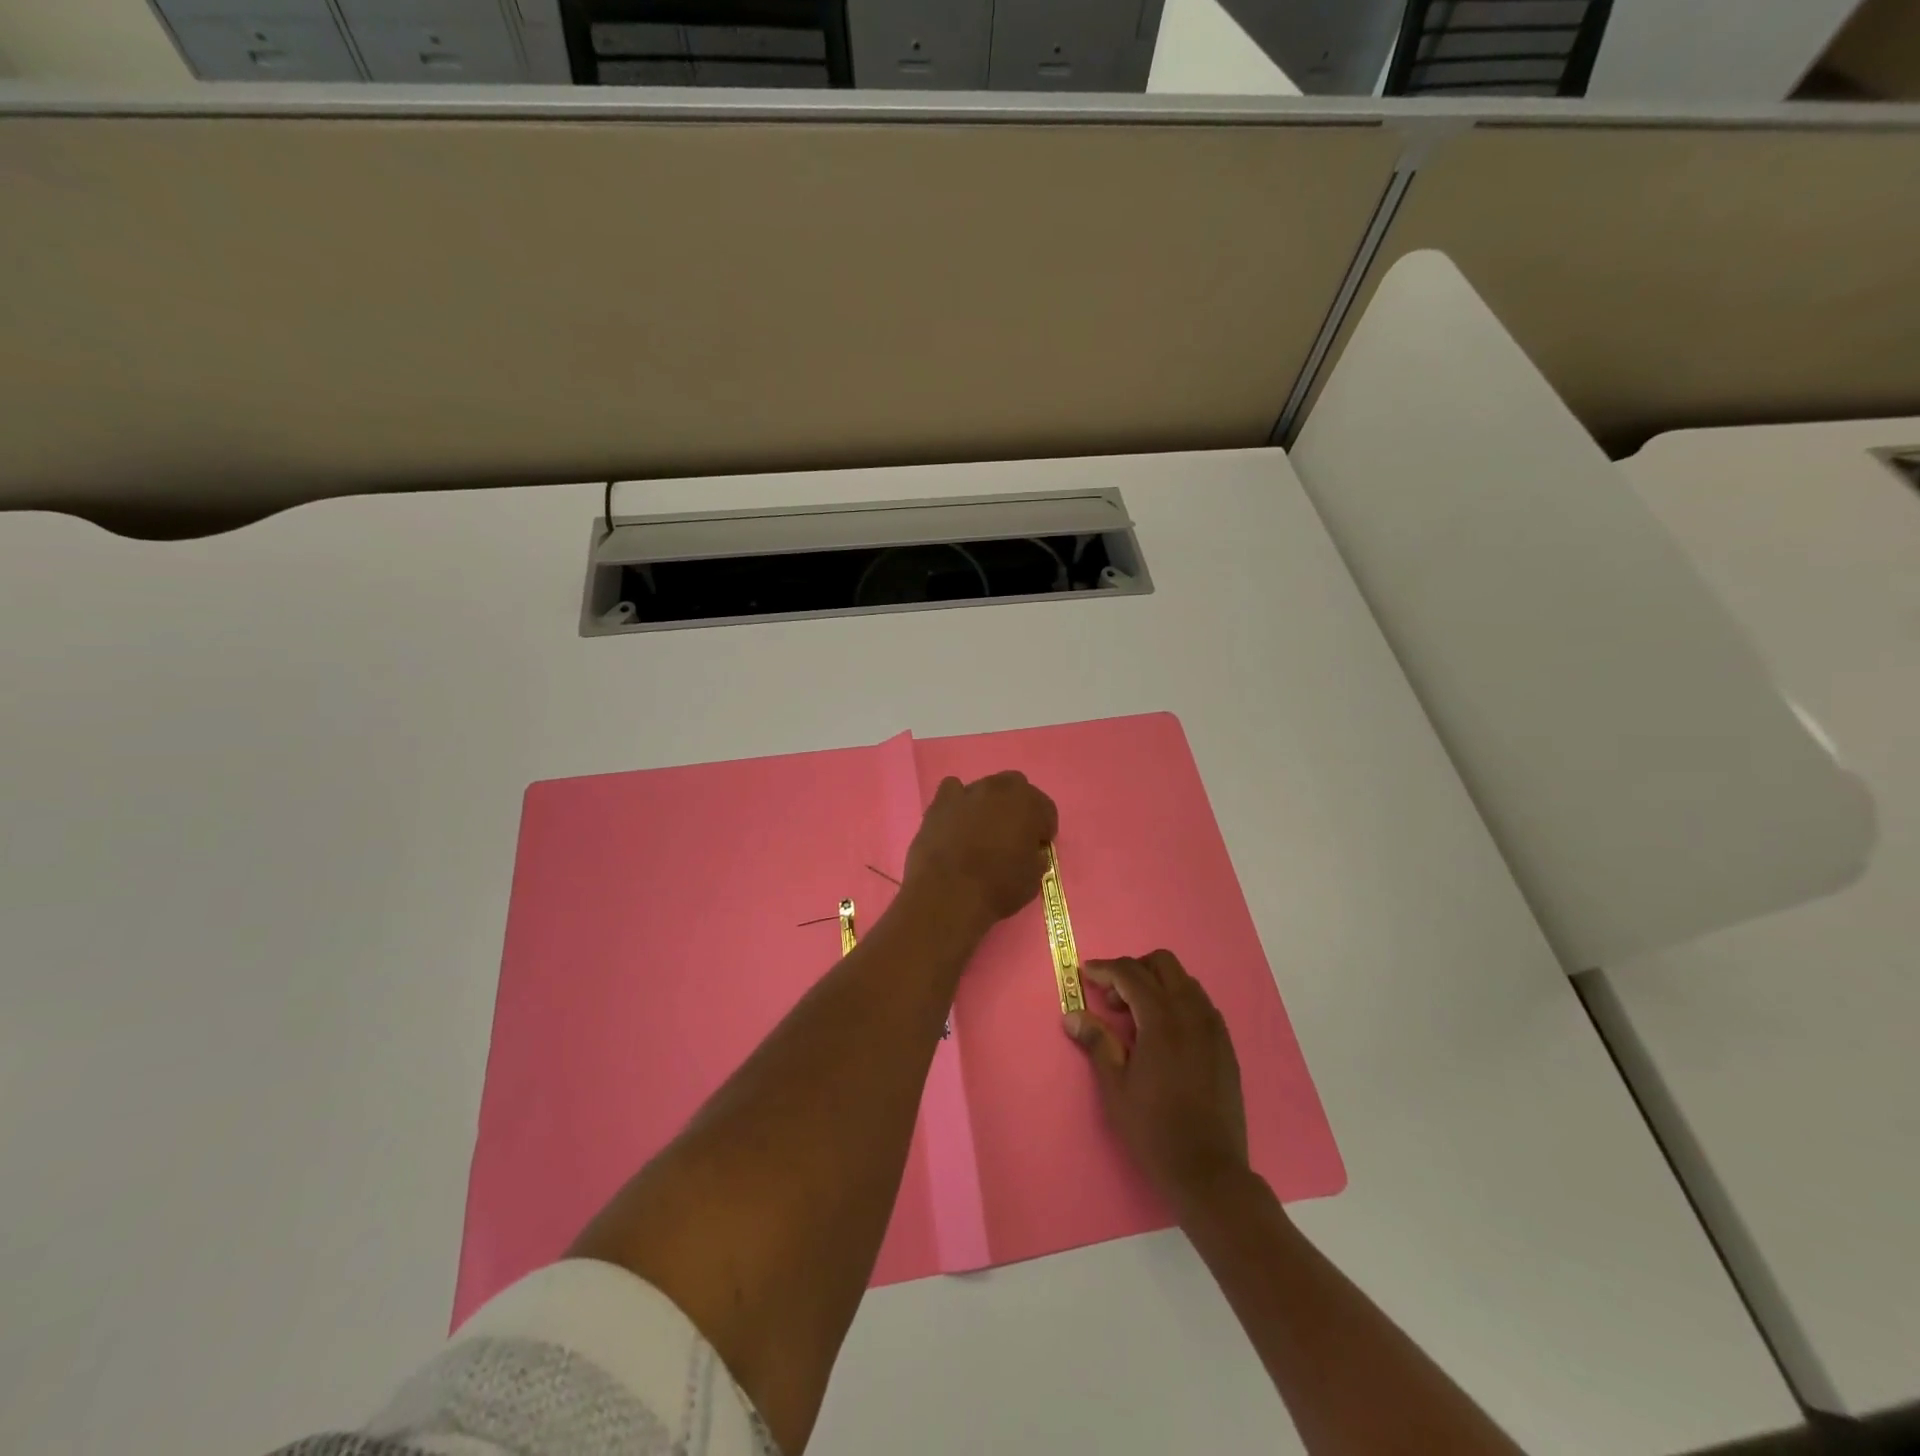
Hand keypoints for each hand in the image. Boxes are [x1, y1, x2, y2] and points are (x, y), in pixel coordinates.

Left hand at [902, 772, 1057, 933]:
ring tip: (980, 831)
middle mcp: (1000, 789)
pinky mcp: (940, 802)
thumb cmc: (998, 888)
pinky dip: (957, 802)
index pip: (1046, 808)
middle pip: (1015, 787)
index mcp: (1029, 804)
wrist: (949, 894)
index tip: (1037, 847)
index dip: (1043, 829)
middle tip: (1011, 834)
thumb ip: (1036, 856)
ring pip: (984, 787)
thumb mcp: (1033, 879)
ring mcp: (968, 792)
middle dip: (1017, 807)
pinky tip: (955, 822)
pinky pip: (952, 790)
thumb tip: (1031, 852)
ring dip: (987, 803)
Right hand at [1064, 951, 1248, 1213]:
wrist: (1209, 1172)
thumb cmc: (1154, 1130)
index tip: (1085, 974)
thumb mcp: (1115, 1087)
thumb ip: (1097, 1042)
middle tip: (1112, 999)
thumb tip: (1073, 1015)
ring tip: (1136, 1017)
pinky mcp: (1226, 1046)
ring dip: (1157, 984)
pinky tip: (1164, 1035)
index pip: (1130, 973)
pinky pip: (1200, 1005)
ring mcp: (1214, 1028)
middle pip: (1163, 963)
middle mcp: (1192, 1013)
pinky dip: (1178, 1003)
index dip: (1104, 969)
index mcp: (1162, 1019)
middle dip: (1134, 970)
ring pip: (1185, 981)